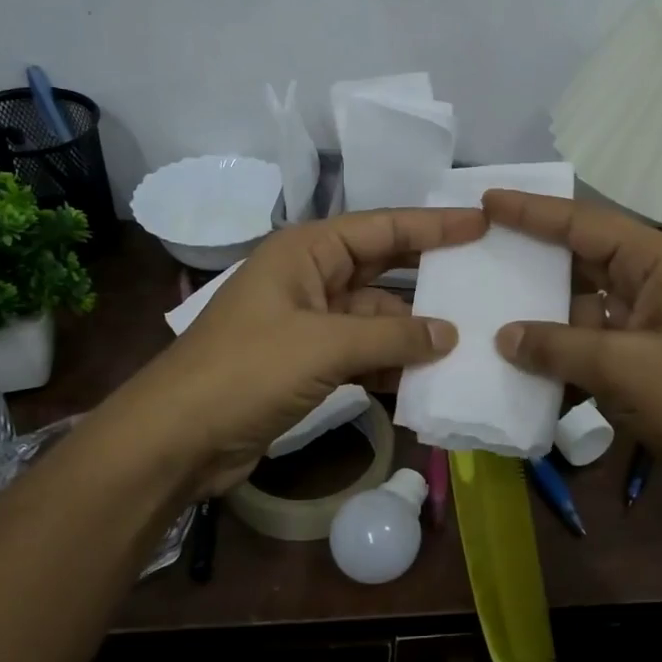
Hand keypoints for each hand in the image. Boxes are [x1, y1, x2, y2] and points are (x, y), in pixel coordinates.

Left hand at [105, 207, 485, 496]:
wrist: (177, 439)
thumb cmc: (246, 372)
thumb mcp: (324, 346)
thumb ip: (392, 337)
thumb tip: (450, 334)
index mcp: (307, 251)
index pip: (383, 228)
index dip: (434, 225)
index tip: (483, 223)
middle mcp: (311, 278)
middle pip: (383, 269)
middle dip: (429, 275)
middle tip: (484, 277)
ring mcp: (309, 323)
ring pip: (377, 318)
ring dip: (414, 331)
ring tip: (470, 339)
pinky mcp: (308, 364)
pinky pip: (363, 353)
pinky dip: (392, 363)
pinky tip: (428, 378)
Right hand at [483, 191, 661, 493]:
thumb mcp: (624, 369)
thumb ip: (558, 347)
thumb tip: (504, 337)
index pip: (588, 224)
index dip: (535, 212)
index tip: (488, 200)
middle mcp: (656, 280)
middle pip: (585, 256)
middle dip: (536, 253)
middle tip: (482, 243)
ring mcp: (651, 319)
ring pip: (585, 300)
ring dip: (544, 306)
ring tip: (489, 298)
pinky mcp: (644, 355)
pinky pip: (593, 337)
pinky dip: (561, 344)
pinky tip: (521, 352)